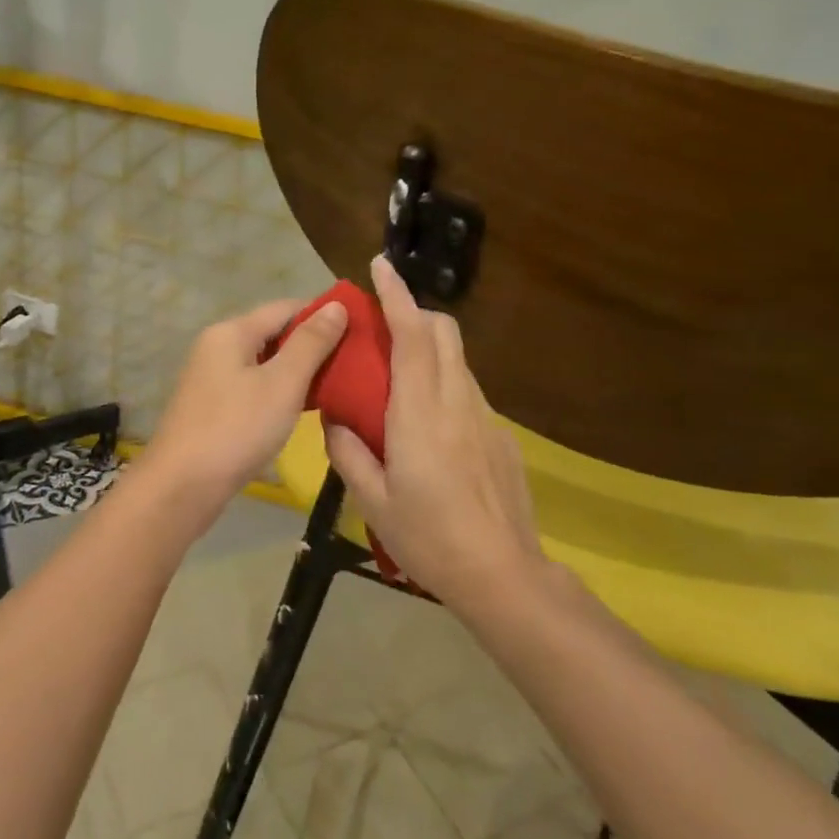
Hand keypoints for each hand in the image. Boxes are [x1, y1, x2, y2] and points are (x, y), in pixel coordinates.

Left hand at [140, 298, 349, 505]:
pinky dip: (280, 391)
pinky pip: (254, 386)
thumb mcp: (282, 383)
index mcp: (231, 332)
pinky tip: (305, 407)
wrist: (181, 487)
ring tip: (339, 384)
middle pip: (273, 333)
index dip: (323, 314)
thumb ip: (311, 343)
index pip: (285, 308)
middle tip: (355, 361)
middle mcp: (217, 347)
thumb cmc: (236, 429)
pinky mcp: (214, 407)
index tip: (360, 329)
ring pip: (265, 363)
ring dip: (299, 370)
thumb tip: (337, 305)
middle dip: (313, 344)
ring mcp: (212, 378)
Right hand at [324, 257, 544, 608]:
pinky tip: (432, 433)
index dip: (397, 295)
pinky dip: (445, 387)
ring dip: (429, 352)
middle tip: (383, 329)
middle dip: (415, 314)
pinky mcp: (502, 437)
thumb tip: (335, 421)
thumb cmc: (429, 537)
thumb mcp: (373, 501)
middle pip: (443, 333)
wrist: (502, 573)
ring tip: (400, 384)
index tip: (381, 266)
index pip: (411, 335)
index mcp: (419, 413)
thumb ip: (348, 453)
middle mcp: (457, 402)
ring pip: (457, 362)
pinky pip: (468, 394)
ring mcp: (486, 418)